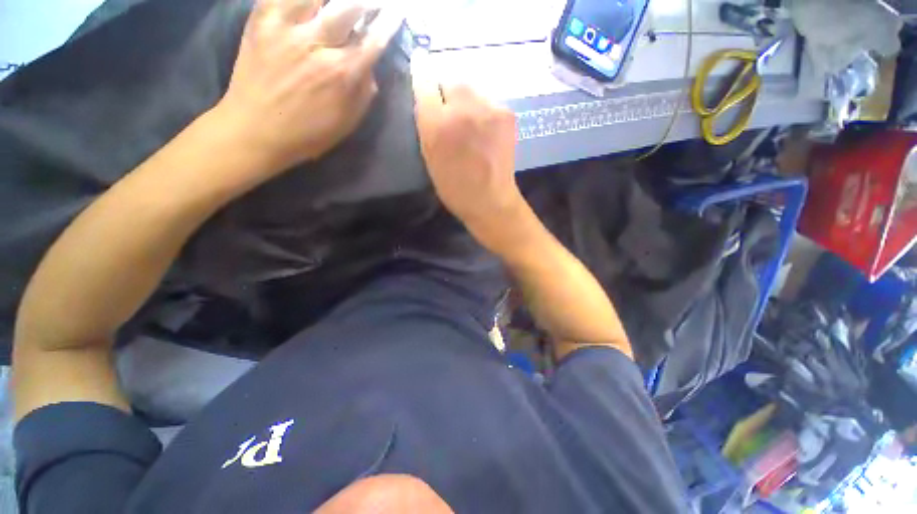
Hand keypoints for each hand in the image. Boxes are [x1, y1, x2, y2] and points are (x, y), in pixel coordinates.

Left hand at [215, 0, 400, 172]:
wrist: (255, 129)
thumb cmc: (308, 133)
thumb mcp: (346, 123)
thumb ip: (364, 93)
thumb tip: (370, 67)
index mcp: (341, 73)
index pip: (372, 41)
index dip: (388, 23)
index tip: (397, 12)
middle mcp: (318, 43)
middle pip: (349, 6)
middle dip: (368, 0)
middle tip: (377, 0)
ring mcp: (287, 27)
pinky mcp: (262, 19)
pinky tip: (312, 1)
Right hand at [411, 59, 523, 243]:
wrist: (490, 201)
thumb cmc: (455, 187)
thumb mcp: (429, 157)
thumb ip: (426, 124)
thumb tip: (427, 97)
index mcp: (438, 124)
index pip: (425, 80)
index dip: (422, 72)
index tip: (420, 66)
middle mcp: (463, 108)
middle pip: (452, 79)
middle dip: (447, 90)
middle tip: (449, 110)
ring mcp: (489, 108)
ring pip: (472, 89)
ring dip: (466, 101)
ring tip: (469, 123)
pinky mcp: (507, 113)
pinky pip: (488, 101)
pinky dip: (482, 110)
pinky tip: (484, 129)